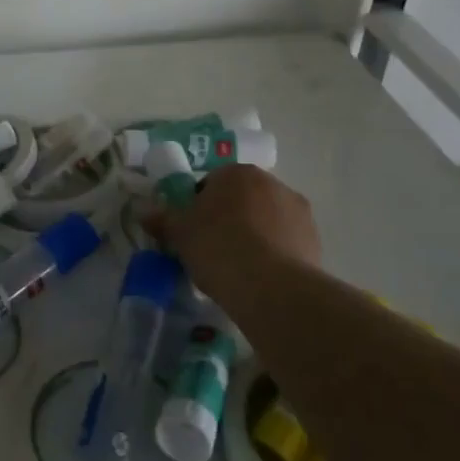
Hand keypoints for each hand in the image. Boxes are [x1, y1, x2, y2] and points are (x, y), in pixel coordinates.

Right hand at [143, 164, 322, 310]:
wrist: (271, 287)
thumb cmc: (218, 246)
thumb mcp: (179, 233)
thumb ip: (162, 219)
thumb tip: (143, 212)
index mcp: (237, 173)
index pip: (211, 183)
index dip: (198, 207)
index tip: (192, 232)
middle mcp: (272, 183)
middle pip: (242, 199)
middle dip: (229, 219)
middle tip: (212, 249)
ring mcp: (298, 212)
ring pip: (266, 221)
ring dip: (254, 236)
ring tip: (237, 268)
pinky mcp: (316, 241)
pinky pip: (285, 243)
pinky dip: (273, 255)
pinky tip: (259, 279)